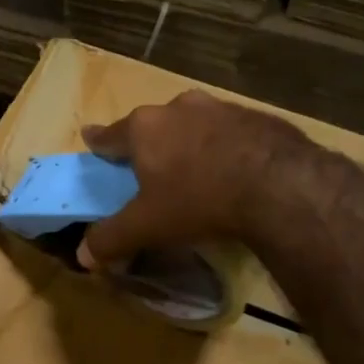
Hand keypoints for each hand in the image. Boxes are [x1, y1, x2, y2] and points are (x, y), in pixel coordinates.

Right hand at [77, 91, 314, 268]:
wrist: (280, 184)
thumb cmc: (199, 199)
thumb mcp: (148, 226)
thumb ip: (112, 239)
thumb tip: (83, 255)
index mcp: (145, 128)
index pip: (110, 134)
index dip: (98, 141)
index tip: (90, 138)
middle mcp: (178, 108)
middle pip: (153, 125)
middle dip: (149, 143)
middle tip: (150, 165)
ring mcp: (219, 107)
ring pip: (192, 123)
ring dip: (189, 141)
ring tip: (195, 168)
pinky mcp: (256, 116)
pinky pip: (229, 131)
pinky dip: (224, 145)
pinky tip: (234, 168)